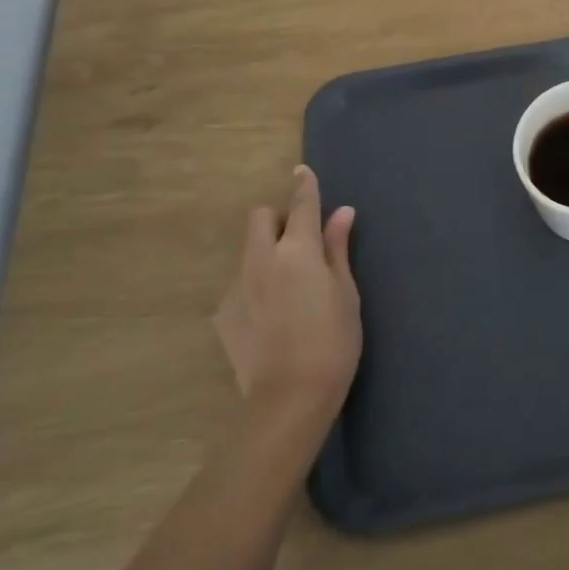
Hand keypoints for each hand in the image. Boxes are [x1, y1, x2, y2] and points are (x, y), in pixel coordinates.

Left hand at [212, 166, 360, 421]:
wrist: (288, 398)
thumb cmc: (333, 341)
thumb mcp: (346, 293)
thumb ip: (337, 249)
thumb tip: (342, 213)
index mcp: (297, 250)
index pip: (301, 205)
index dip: (304, 185)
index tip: (302, 171)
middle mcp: (261, 258)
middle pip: (260, 218)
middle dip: (276, 219)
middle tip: (298, 243)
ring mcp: (237, 286)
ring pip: (248, 251)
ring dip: (266, 253)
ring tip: (286, 287)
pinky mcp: (223, 314)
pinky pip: (240, 284)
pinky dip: (255, 286)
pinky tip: (270, 317)